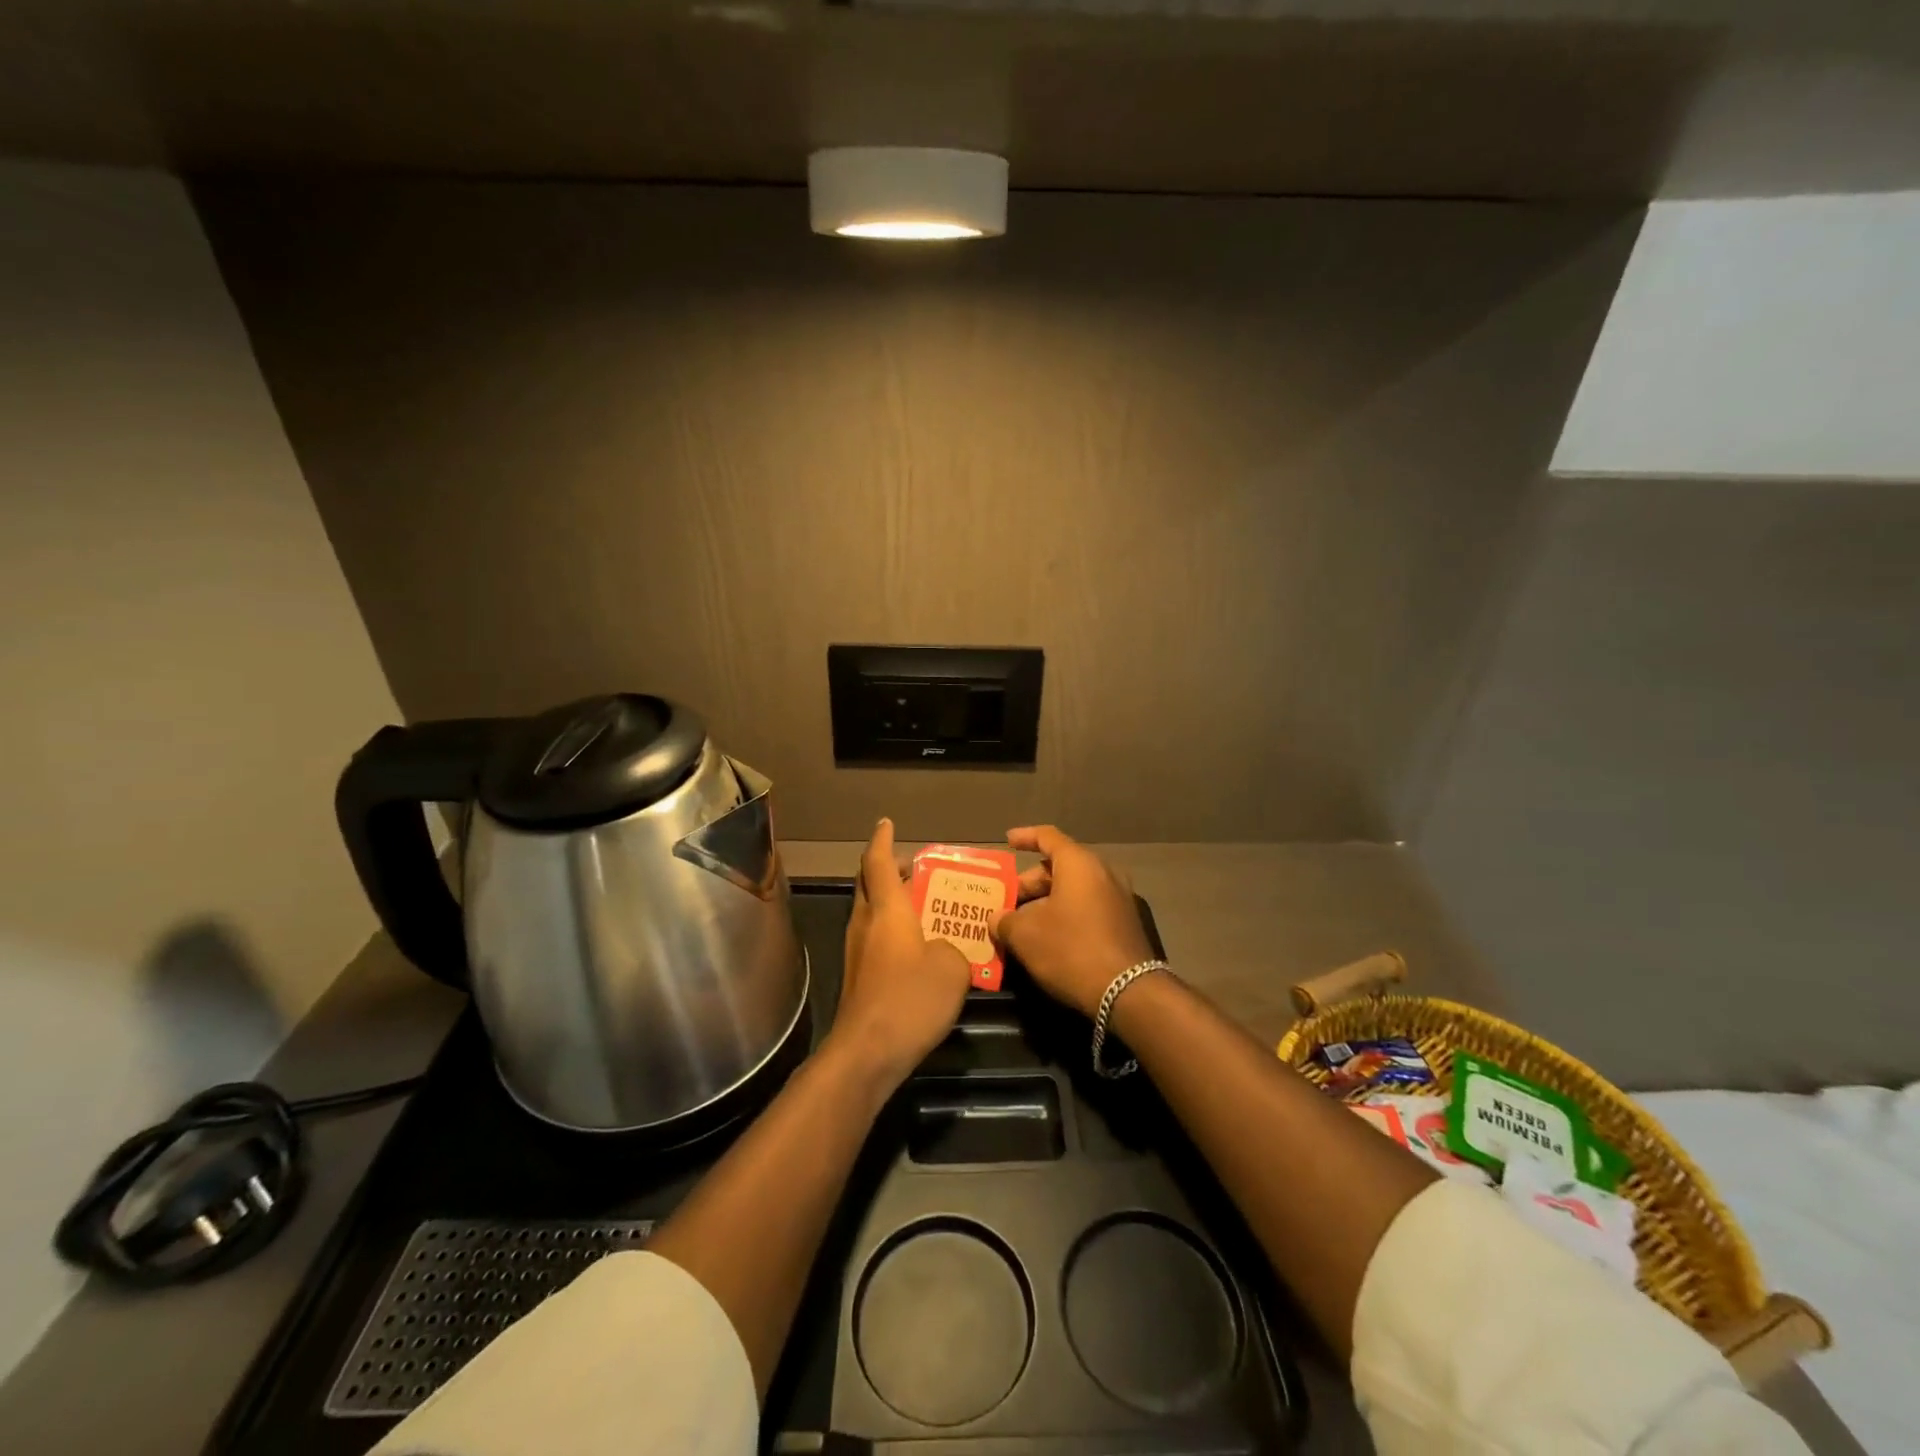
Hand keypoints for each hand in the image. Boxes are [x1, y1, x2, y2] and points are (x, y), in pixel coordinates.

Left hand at [827, 818, 971, 1088]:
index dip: (882, 840)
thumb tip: (945, 947)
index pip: (877, 862)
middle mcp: (865, 923)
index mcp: (886, 910)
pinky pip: (876, 938)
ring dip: (893, 901)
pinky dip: (894, 929)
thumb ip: (954, 946)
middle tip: (917, 869)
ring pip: (871, 911)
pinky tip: (920, 948)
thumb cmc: (910, 998)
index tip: (886, 823)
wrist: (868, 1052)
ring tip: (927, 906)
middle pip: (869, 884)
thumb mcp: (952, 967)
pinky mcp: (859, 976)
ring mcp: (858, 951)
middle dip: (889, 870)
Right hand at [991, 825, 1154, 1018]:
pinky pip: (1087, 907)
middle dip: (1030, 882)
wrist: (1129, 993)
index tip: (1007, 841)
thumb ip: (1005, 921)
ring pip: (1074, 889)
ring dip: (1046, 902)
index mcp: (1079, 864)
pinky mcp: (1124, 923)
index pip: (1048, 837)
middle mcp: (1103, 873)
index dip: (1025, 837)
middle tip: (1007, 901)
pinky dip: (1065, 914)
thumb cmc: (1071, 950)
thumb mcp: (1026, 935)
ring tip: (1022, 923)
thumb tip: (998, 918)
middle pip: (1060, 866)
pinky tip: (1047, 938)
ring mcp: (1118, 898)